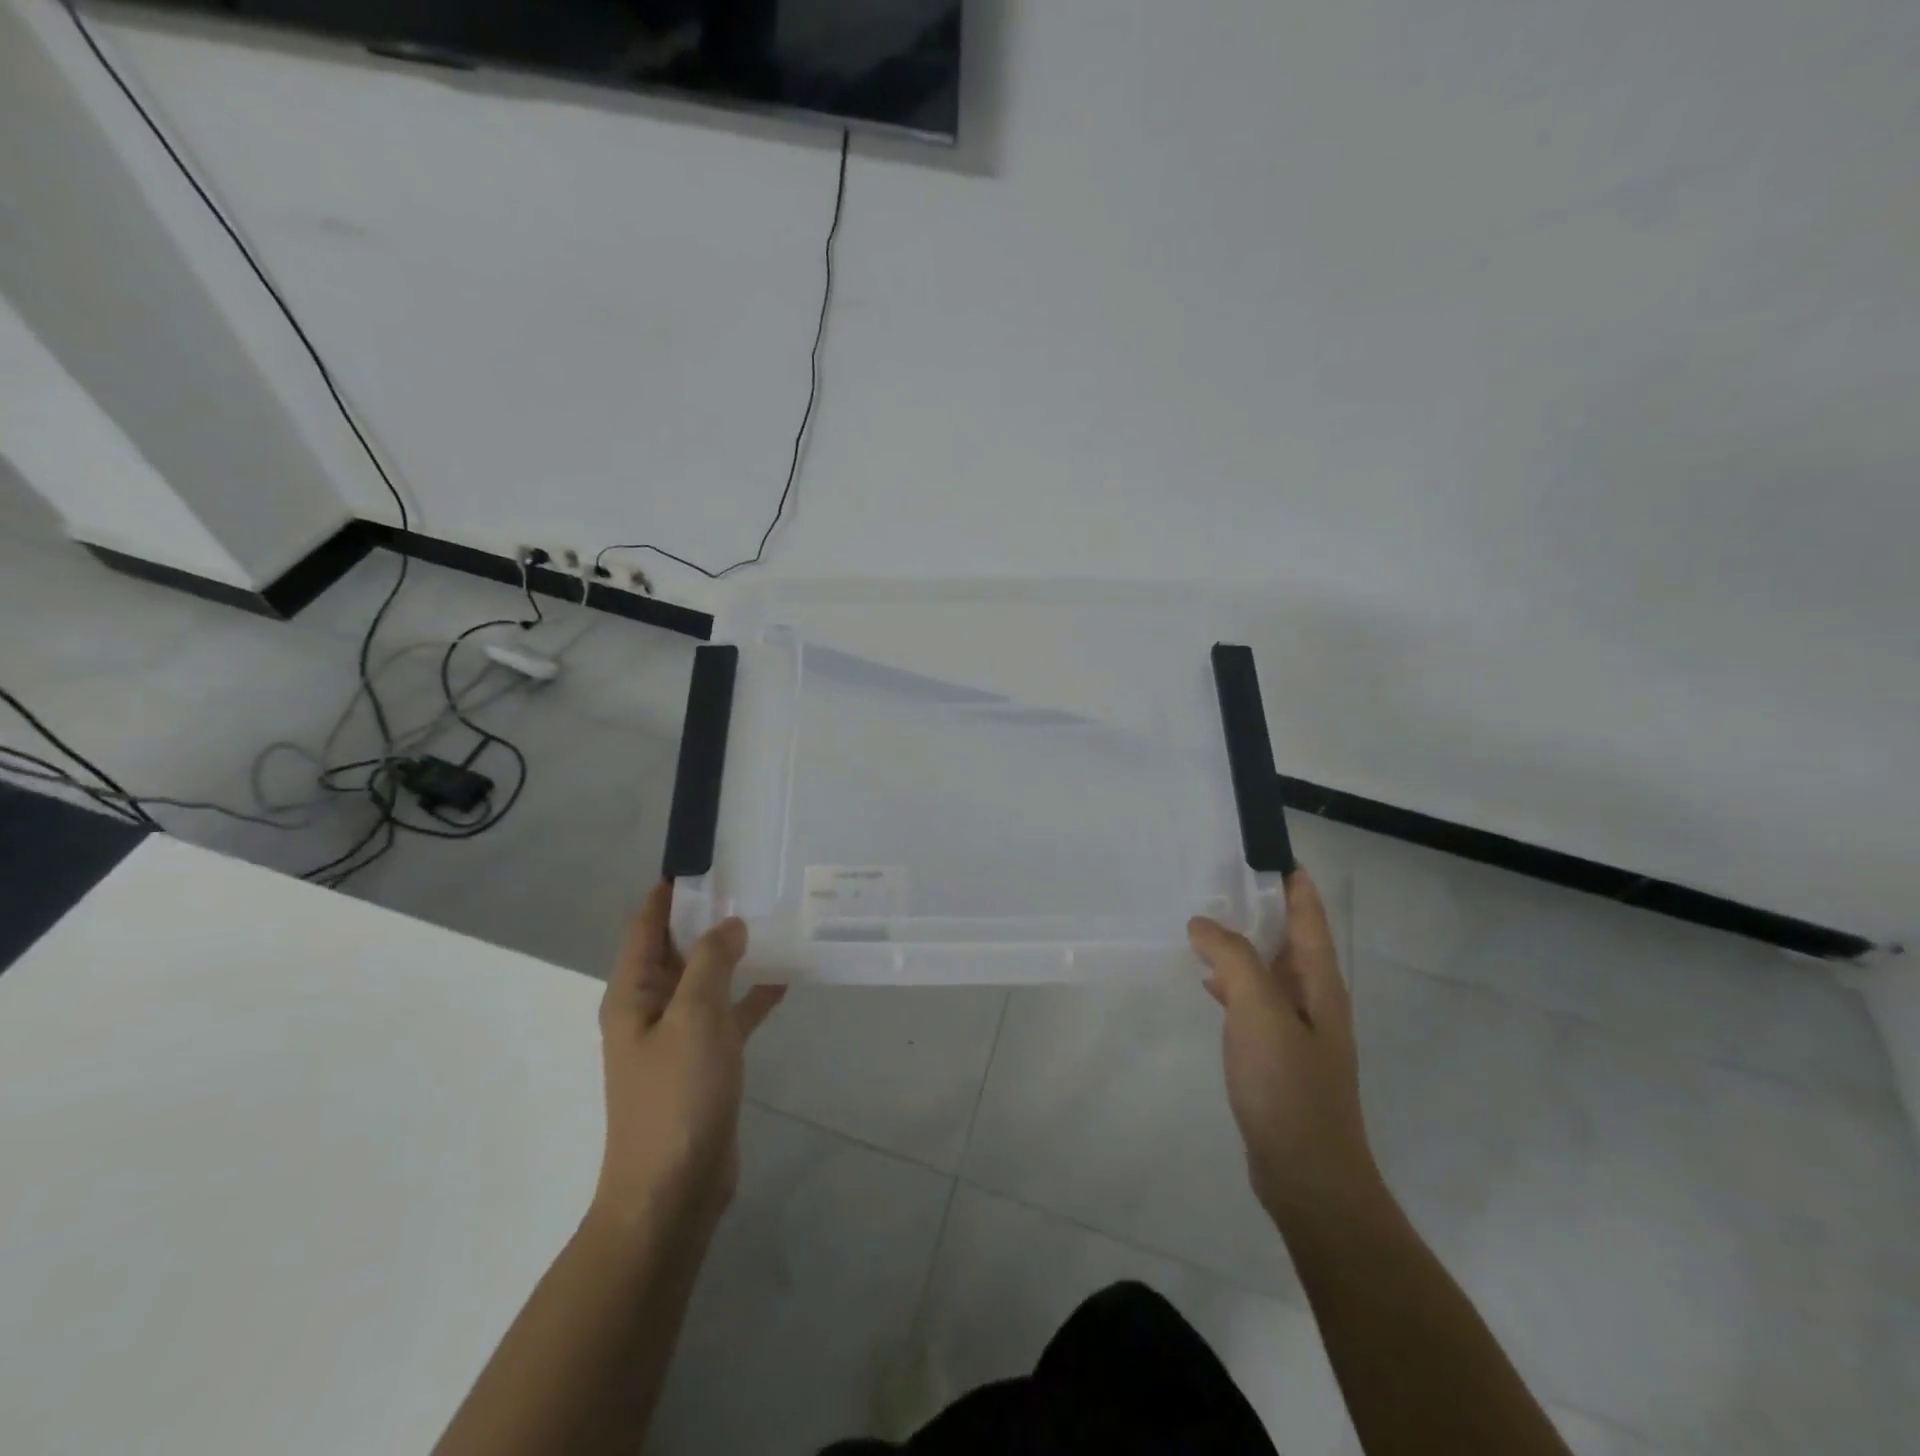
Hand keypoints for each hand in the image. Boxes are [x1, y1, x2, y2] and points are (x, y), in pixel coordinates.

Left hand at [592, 883, 785, 1232]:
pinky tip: (784, 980)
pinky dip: (750, 996)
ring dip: (732, 954)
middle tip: (752, 884)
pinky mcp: (703, 1063)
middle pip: (676, 948)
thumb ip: (712, 963)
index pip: (646, 924)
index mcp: (633, 993)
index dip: (670, 891)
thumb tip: (728, 923)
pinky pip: (727, 1015)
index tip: (707, 861)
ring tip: (771, 922)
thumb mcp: (695, 1017)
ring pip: (705, 979)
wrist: (672, 1191)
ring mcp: (676, 1037)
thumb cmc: (676, 1096)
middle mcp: (649, 1008)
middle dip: (708, 917)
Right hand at [1188, 869, 1380, 1221]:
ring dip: (1242, 942)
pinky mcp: (1276, 1055)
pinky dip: (1231, 980)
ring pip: (1268, 968)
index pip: (1309, 914)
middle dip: (1261, 904)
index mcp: (1319, 982)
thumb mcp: (1260, 1013)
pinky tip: (1207, 981)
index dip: (1291, 879)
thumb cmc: (1289, 1088)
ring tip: (1204, 920)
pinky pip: (1253, 1000)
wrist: (1308, 1176)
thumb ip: (1233, 960)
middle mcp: (1313, 999)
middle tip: (1217, 877)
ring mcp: (1296, 1029)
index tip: (1262, 848)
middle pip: (1289, 937)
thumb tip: (1203, 923)